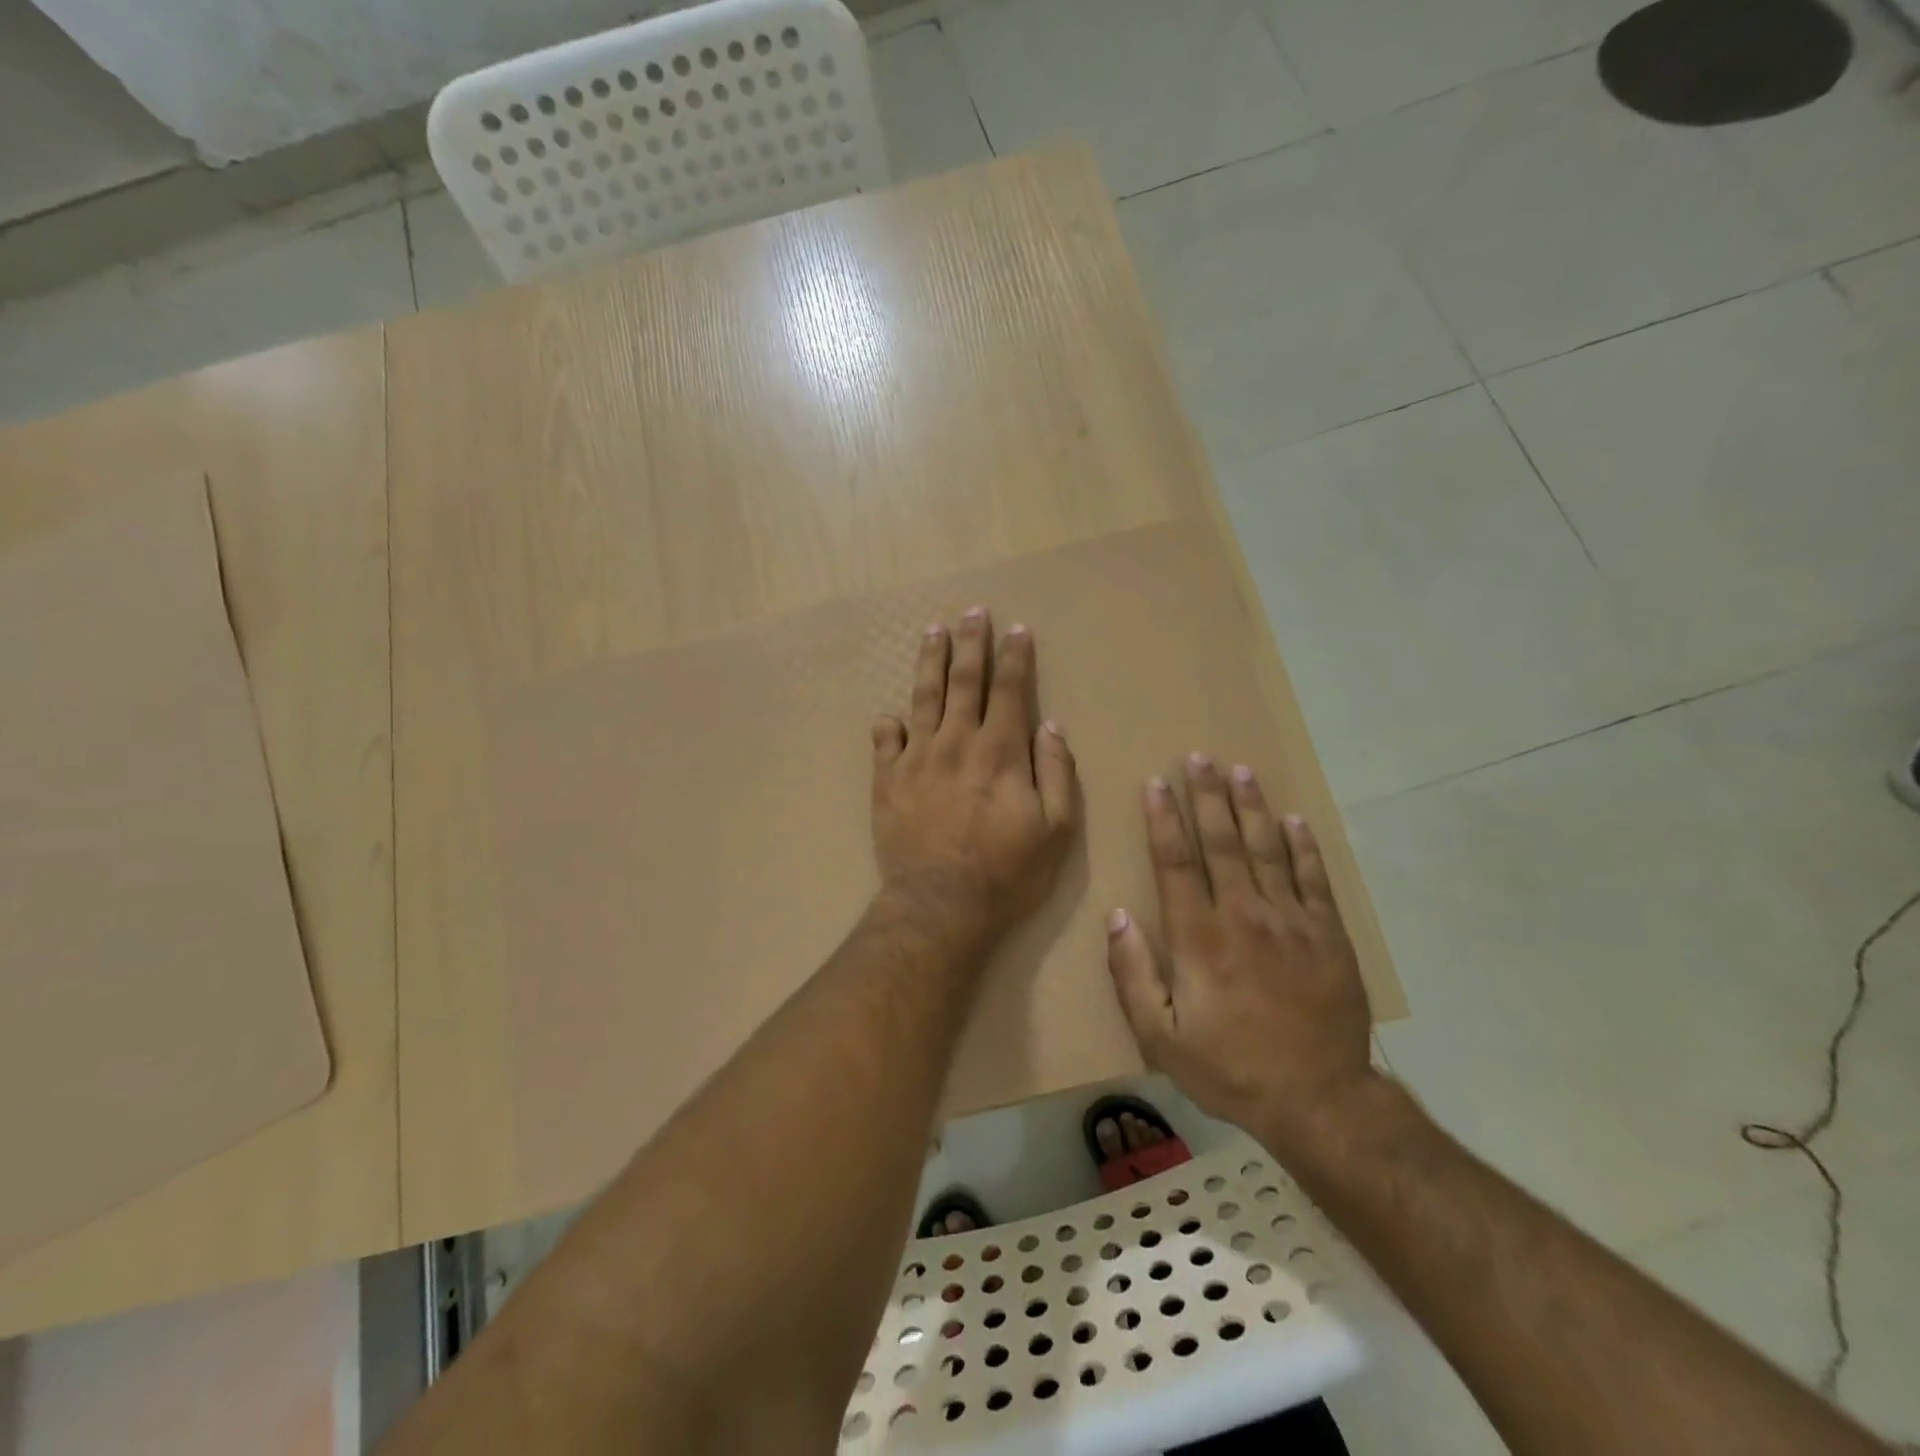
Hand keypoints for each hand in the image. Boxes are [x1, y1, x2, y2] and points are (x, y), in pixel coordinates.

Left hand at [871, 607, 1077, 942]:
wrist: (941, 905)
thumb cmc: (1007, 872)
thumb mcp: (1056, 829)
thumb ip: (1057, 773)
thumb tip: (1050, 726)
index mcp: (1000, 751)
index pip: (1010, 690)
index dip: (1015, 657)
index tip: (1018, 630)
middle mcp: (957, 742)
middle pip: (964, 680)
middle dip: (971, 643)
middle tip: (973, 612)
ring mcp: (917, 758)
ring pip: (923, 697)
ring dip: (930, 661)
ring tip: (932, 632)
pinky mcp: (887, 780)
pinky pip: (885, 741)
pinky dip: (889, 725)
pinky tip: (891, 715)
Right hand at [1106, 755, 1374, 1160]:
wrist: (1320, 1101)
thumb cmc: (1230, 1068)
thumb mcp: (1161, 1038)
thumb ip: (1133, 975)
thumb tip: (1116, 917)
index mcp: (1200, 938)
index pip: (1176, 863)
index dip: (1163, 820)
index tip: (1156, 784)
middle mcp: (1244, 916)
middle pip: (1223, 843)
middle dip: (1207, 797)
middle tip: (1200, 757)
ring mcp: (1291, 922)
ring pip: (1267, 850)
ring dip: (1251, 808)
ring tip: (1241, 771)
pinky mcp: (1328, 935)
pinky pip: (1313, 879)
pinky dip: (1303, 846)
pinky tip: (1293, 819)